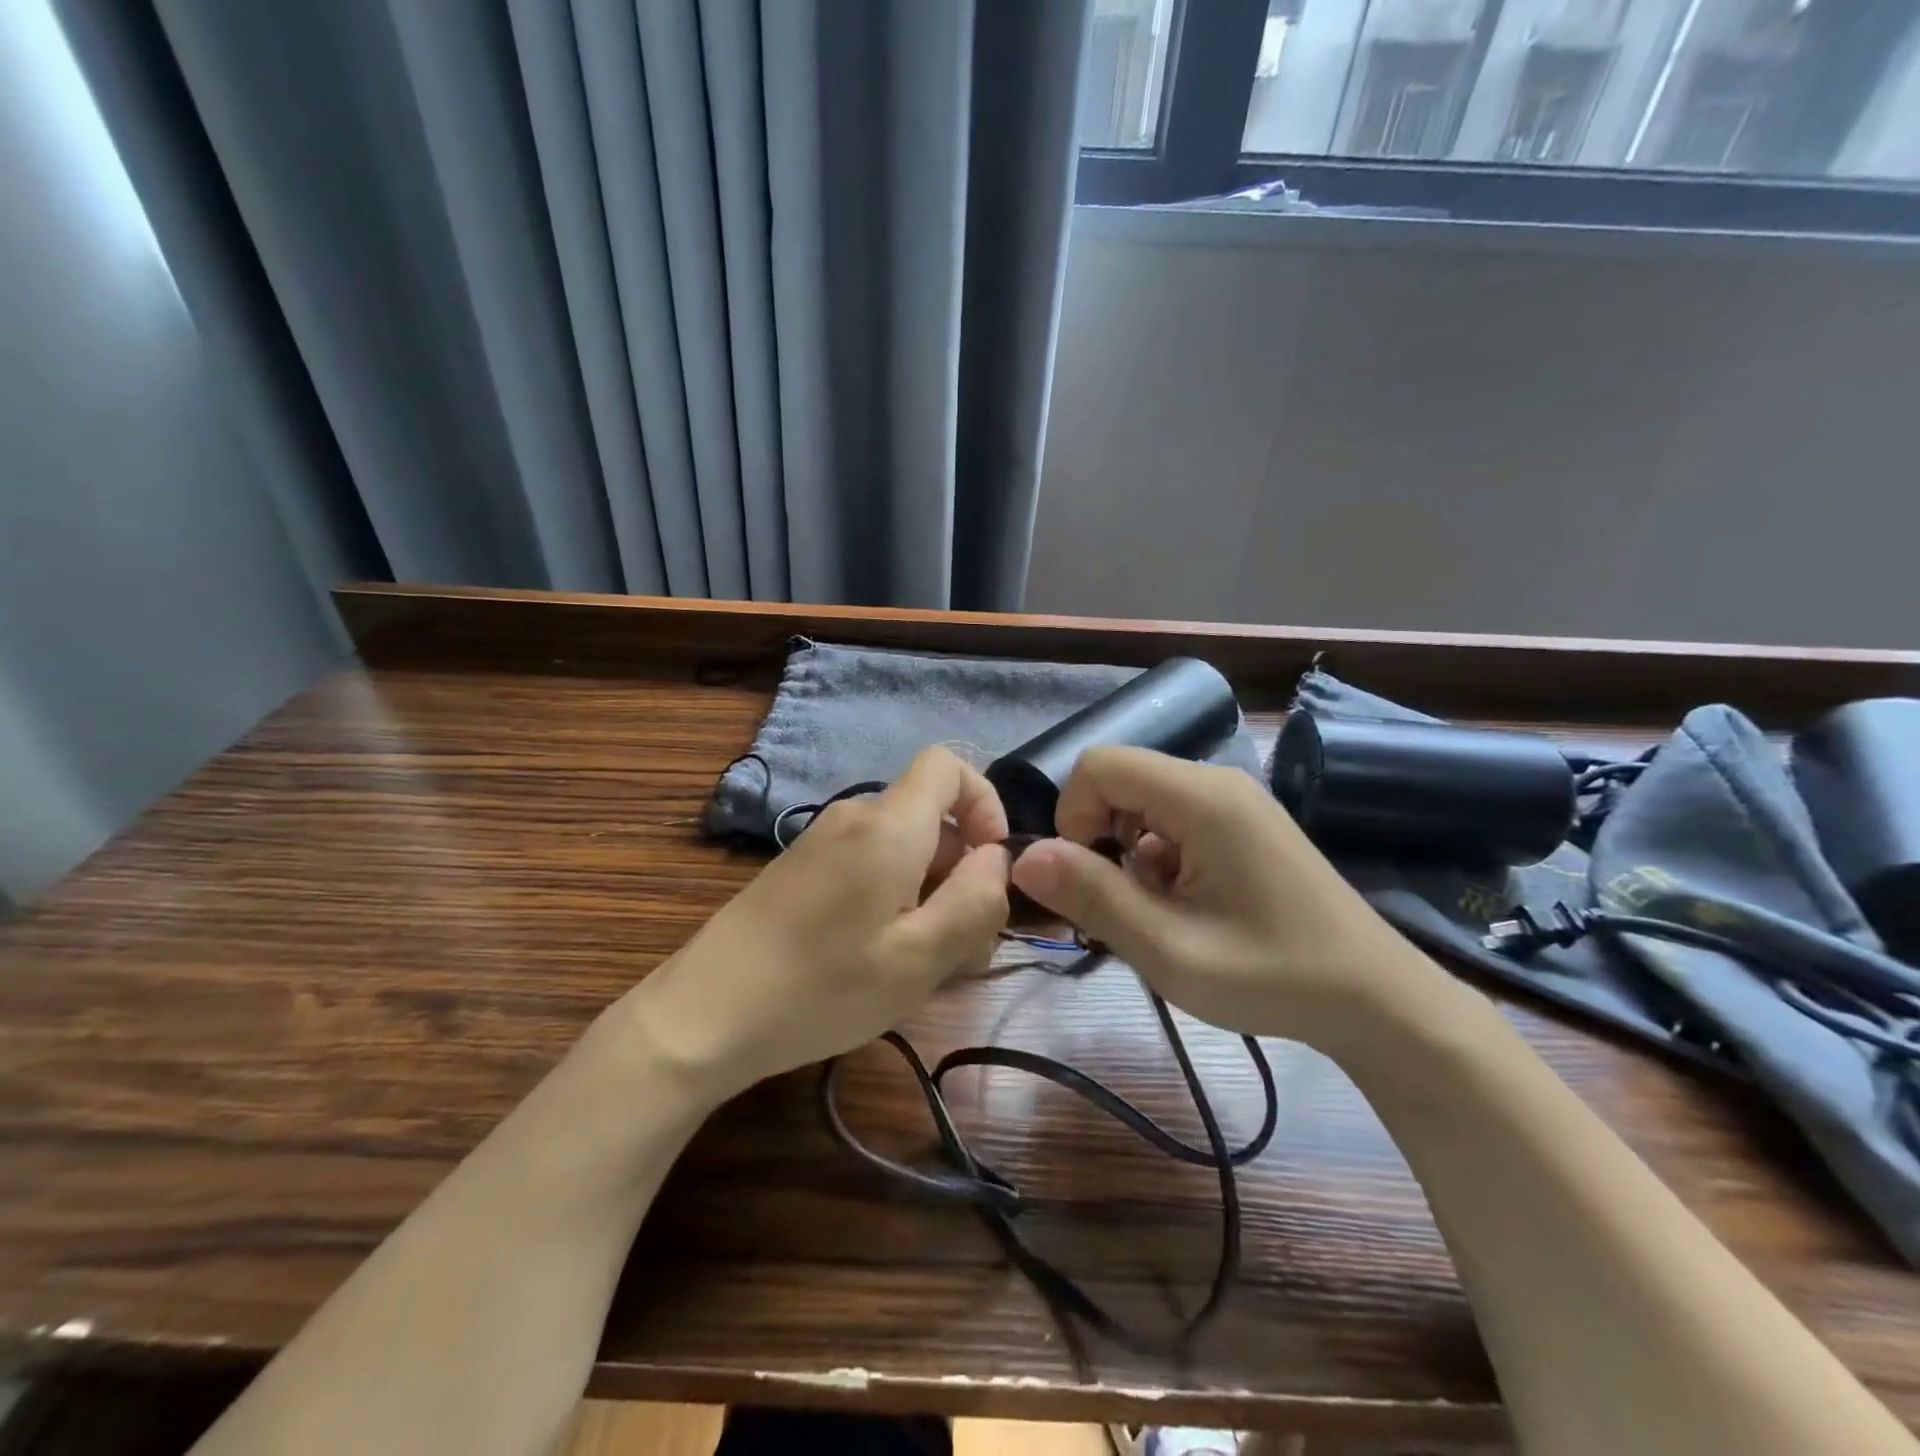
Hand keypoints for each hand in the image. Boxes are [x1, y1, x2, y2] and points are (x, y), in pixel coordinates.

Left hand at [633, 747, 1011, 1095]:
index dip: (984, 803)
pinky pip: (867, 864)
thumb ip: (975, 901)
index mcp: (888, 826)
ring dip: (929, 891)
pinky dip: (892, 896)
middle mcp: (854, 817)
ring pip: (901, 846)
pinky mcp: (801, 869)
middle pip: (929, 816)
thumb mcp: (919, 958)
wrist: (704, 1014)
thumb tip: (996, 859)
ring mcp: (821, 841)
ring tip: (922, 960)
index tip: (990, 866)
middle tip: (963, 944)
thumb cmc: (821, 987)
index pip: (947, 765)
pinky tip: (880, 956)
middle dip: (961, 869)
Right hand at [1009, 747, 1427, 1048]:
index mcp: (1201, 797)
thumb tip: (1024, 857)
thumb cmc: (1273, 976)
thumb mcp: (1169, 949)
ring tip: (1156, 915)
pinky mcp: (1244, 826)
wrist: (1377, 1001)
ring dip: (1128, 853)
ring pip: (1144, 803)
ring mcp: (1235, 802)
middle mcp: (1217, 782)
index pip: (1099, 764)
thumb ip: (1092, 896)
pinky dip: (1159, 859)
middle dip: (1099, 837)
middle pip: (1121, 780)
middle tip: (1118, 905)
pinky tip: (1185, 910)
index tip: (1086, 876)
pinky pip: (1175, 821)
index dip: (1073, 814)